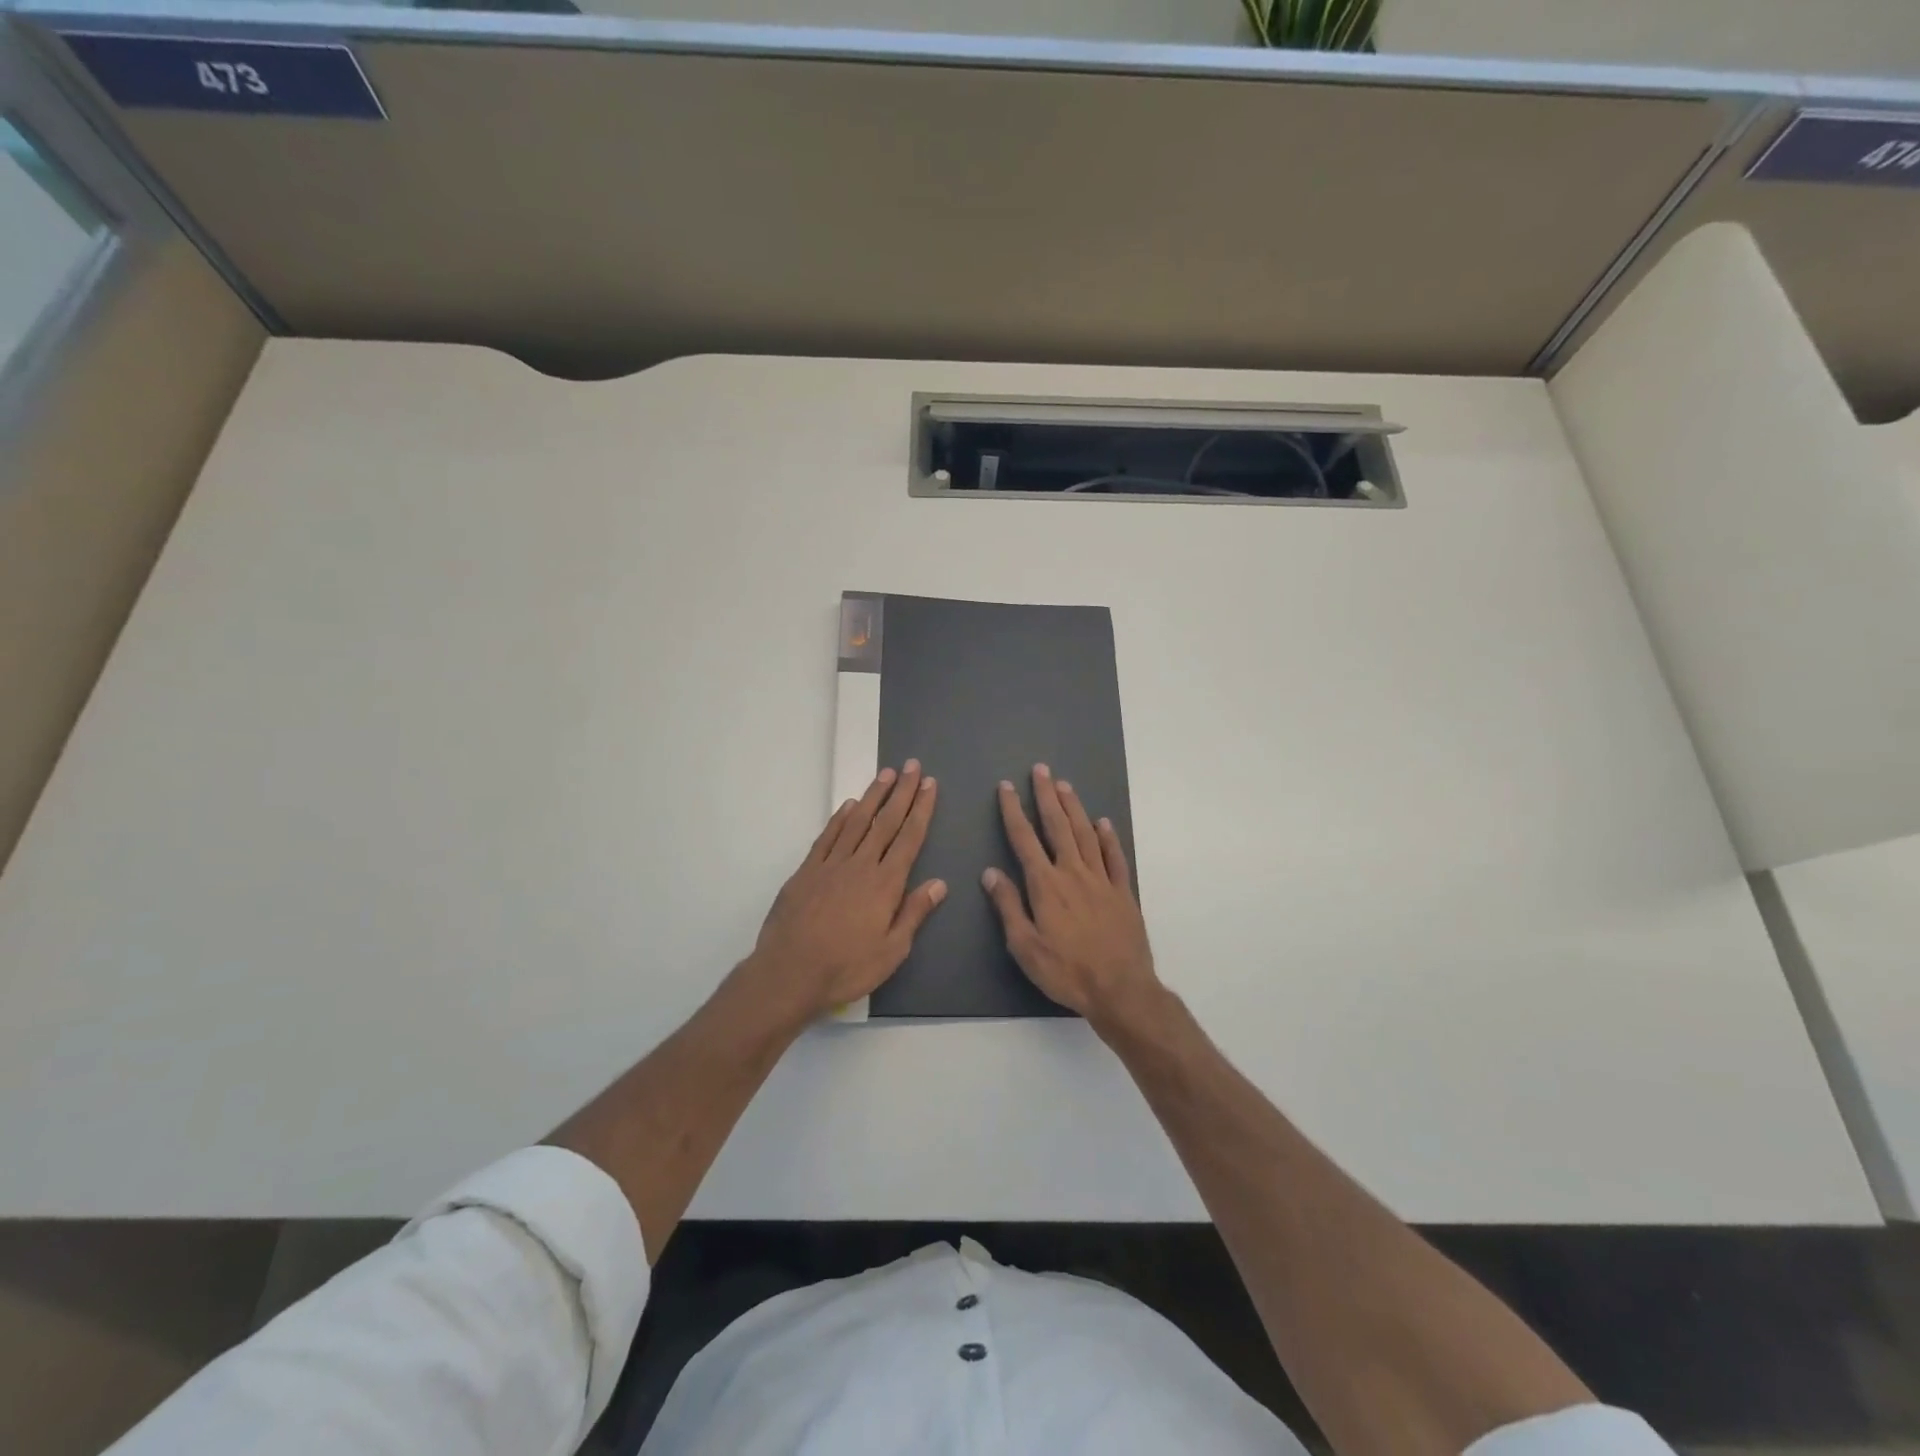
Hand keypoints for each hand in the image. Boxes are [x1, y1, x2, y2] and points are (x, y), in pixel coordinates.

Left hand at [741, 762, 944, 1021]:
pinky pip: (827, 837)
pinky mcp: (807, 871)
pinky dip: (840, 818)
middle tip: (912, 766)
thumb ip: (914, 913)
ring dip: (873, 796)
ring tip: (885, 774)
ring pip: (857, 822)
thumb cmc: (846, 967)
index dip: (921, 809)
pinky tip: (849, 805)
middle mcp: (861, 865)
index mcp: (886, 884)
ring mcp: (831, 864)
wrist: (789, 971)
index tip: (929, 784)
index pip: (909, 838)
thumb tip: (939, 883)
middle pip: (886, 822)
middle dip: (901, 792)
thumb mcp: (892, 950)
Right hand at [982, 764, 1161, 1025]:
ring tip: (1064, 786)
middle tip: (1040, 770)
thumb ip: (1008, 906)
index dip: (1013, 811)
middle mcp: (1073, 873)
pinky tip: (1103, 823)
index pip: (1024, 839)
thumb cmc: (1066, 971)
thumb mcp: (1025, 946)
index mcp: (1046, 885)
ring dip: (1074, 808)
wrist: (1121, 989)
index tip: (1006, 787)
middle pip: (1058, 826)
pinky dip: (1108, 837)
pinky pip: (1114, 857)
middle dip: (1046, 796)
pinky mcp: (1123, 892)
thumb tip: (990, 872)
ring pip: (1086, 834)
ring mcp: (1101, 880)